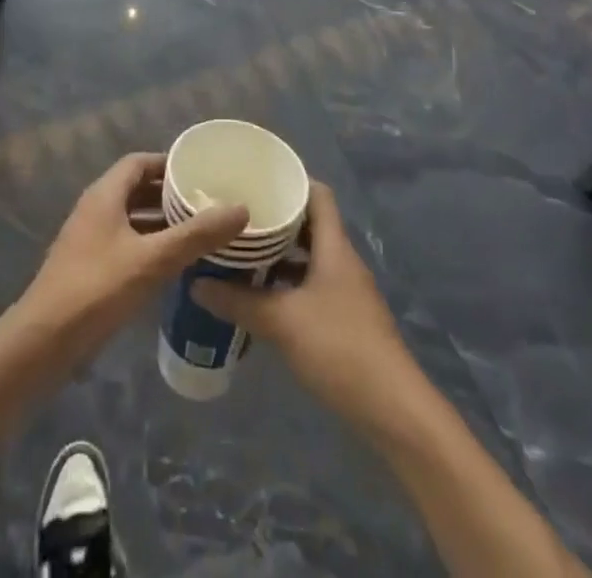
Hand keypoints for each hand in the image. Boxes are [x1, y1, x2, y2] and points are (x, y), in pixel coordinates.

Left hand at [19, 153, 248, 365]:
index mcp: (105, 194)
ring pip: (131, 219)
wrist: (44, 341)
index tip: (201, 173)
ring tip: (199, 233)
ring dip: (161, 223)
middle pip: (136, 189)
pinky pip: (125, 244)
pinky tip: (173, 266)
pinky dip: (149, 246)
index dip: (169, 163)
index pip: (139, 162)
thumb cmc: (98, 288)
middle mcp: (95, 209)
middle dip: (170, 194)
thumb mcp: (153, 260)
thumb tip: (240, 208)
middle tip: (207, 203)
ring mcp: (89, 239)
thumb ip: (196, 235)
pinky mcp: (89, 268)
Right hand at [192, 183, 409, 419]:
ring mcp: (346, 292)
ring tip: (240, 253)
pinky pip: (311, 286)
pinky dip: (286, 285)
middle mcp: (342, 261)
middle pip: (309, 225)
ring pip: (308, 258)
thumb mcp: (282, 322)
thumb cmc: (340, 349)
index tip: (255, 180)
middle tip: (236, 217)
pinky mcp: (345, 320)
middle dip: (274, 219)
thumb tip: (197, 283)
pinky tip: (260, 297)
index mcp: (334, 247)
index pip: (317, 193)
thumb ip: (238, 301)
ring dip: (278, 255)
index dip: (290, 181)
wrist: (394, 412)